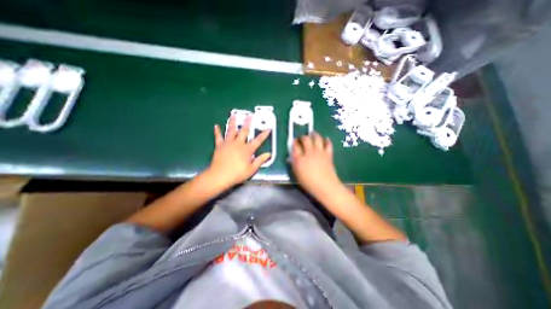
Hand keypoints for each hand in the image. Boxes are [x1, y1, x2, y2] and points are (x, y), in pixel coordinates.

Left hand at [205, 115, 271, 188]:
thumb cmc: (237, 173)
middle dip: (248, 123)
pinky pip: (218, 137)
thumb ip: (260, 160)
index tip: (268, 129)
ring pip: (231, 131)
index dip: (264, 135)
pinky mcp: (219, 146)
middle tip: (250, 116)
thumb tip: (269, 154)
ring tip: (233, 115)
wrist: (220, 176)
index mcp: (247, 150)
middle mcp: (238, 144)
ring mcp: (228, 143)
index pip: (258, 141)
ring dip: (233, 122)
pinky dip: (217, 131)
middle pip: (244, 131)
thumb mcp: (251, 169)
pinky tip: (216, 126)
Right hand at [290, 133, 342, 200]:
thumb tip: (292, 157)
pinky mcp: (328, 154)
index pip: (295, 146)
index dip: (294, 142)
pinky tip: (326, 139)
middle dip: (303, 137)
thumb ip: (294, 164)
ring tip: (313, 133)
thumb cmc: (309, 183)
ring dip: (314, 135)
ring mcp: (319, 152)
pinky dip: (327, 140)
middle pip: (305, 139)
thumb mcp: (297, 174)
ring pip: (317, 138)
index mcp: (299, 158)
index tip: (294, 141)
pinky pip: (328, 144)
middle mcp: (309, 153)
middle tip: (303, 137)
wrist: (326, 187)